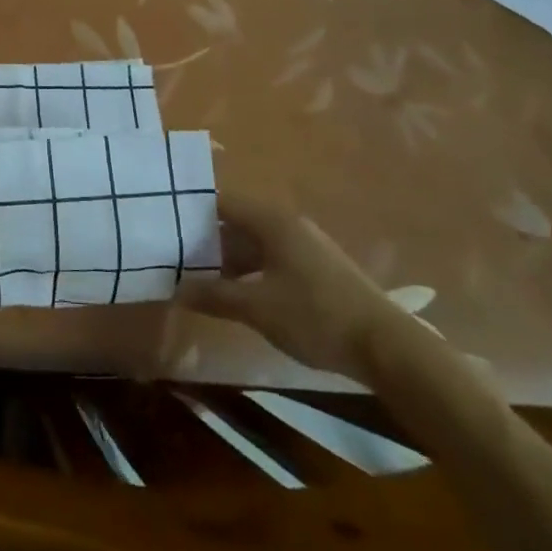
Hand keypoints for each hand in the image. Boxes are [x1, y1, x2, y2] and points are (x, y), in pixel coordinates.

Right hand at [175, 195, 415, 383]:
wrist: (388, 348)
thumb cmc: (316, 315)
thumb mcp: (257, 307)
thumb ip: (214, 295)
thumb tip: (176, 288)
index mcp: (271, 221)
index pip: (220, 202)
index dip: (190, 211)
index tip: (163, 225)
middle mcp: (287, 225)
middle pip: (235, 224)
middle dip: (205, 241)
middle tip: (173, 257)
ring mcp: (304, 248)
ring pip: (253, 245)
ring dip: (227, 261)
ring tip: (197, 279)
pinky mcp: (315, 271)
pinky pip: (270, 261)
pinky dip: (249, 272)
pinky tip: (235, 294)